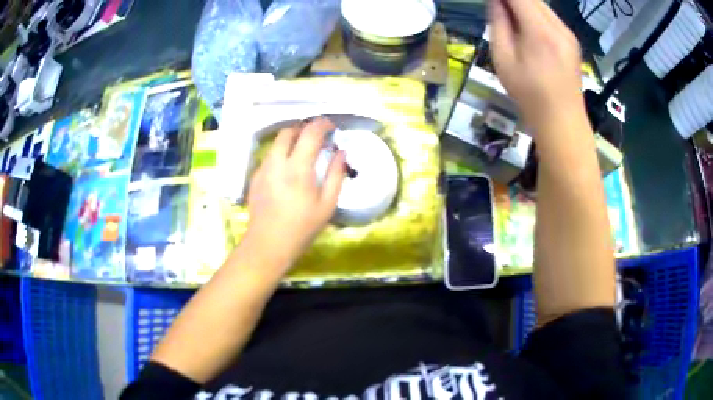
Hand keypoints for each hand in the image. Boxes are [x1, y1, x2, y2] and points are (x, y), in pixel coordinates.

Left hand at [243, 118, 345, 275]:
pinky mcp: (255, 177)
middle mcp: (277, 162)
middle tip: (316, 138)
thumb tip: (341, 152)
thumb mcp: (327, 204)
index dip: (322, 124)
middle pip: (288, 131)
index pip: (310, 132)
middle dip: (303, 128)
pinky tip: (287, 170)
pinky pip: (269, 156)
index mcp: (298, 168)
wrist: (268, 243)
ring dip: (291, 140)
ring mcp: (263, 168)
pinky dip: (281, 153)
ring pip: (276, 143)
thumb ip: (336, 175)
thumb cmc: (302, 227)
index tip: (331, 127)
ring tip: (302, 152)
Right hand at [489, 0, 584, 128]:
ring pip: (542, 5)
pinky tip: (528, 28)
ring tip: (510, 18)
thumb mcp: (504, 60)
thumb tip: (495, 2)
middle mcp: (558, 27)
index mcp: (539, 31)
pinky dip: (535, 14)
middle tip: (498, 9)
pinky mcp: (572, 41)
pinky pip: (551, 17)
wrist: (563, 121)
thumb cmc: (529, 95)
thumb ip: (498, 24)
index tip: (492, 2)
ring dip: (523, 4)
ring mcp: (568, 33)